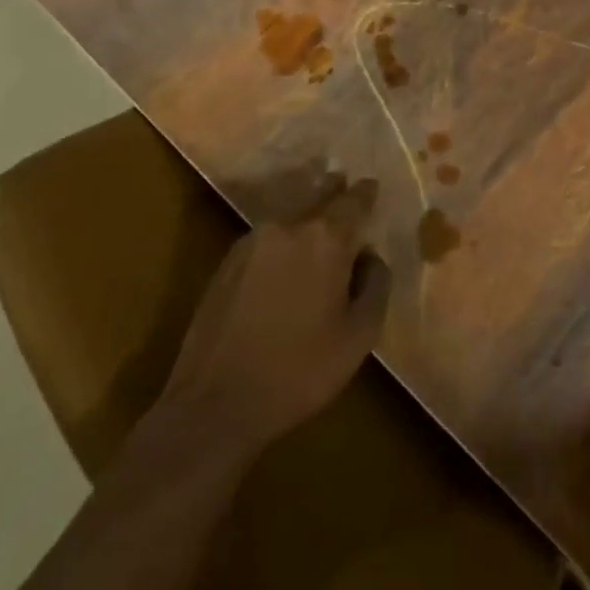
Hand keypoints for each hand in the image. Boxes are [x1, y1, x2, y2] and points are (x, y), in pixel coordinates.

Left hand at [150, 172, 391, 458]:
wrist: (215, 404)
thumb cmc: (298, 370)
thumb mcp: (358, 337)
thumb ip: (375, 286)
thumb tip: (370, 257)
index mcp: (326, 239)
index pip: (354, 200)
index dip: (366, 193)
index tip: (373, 187)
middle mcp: (289, 226)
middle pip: (318, 195)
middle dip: (334, 190)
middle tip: (345, 185)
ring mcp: (253, 241)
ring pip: (290, 216)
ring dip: (306, 215)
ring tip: (318, 226)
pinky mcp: (227, 262)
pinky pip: (267, 237)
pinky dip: (283, 239)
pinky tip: (286, 260)